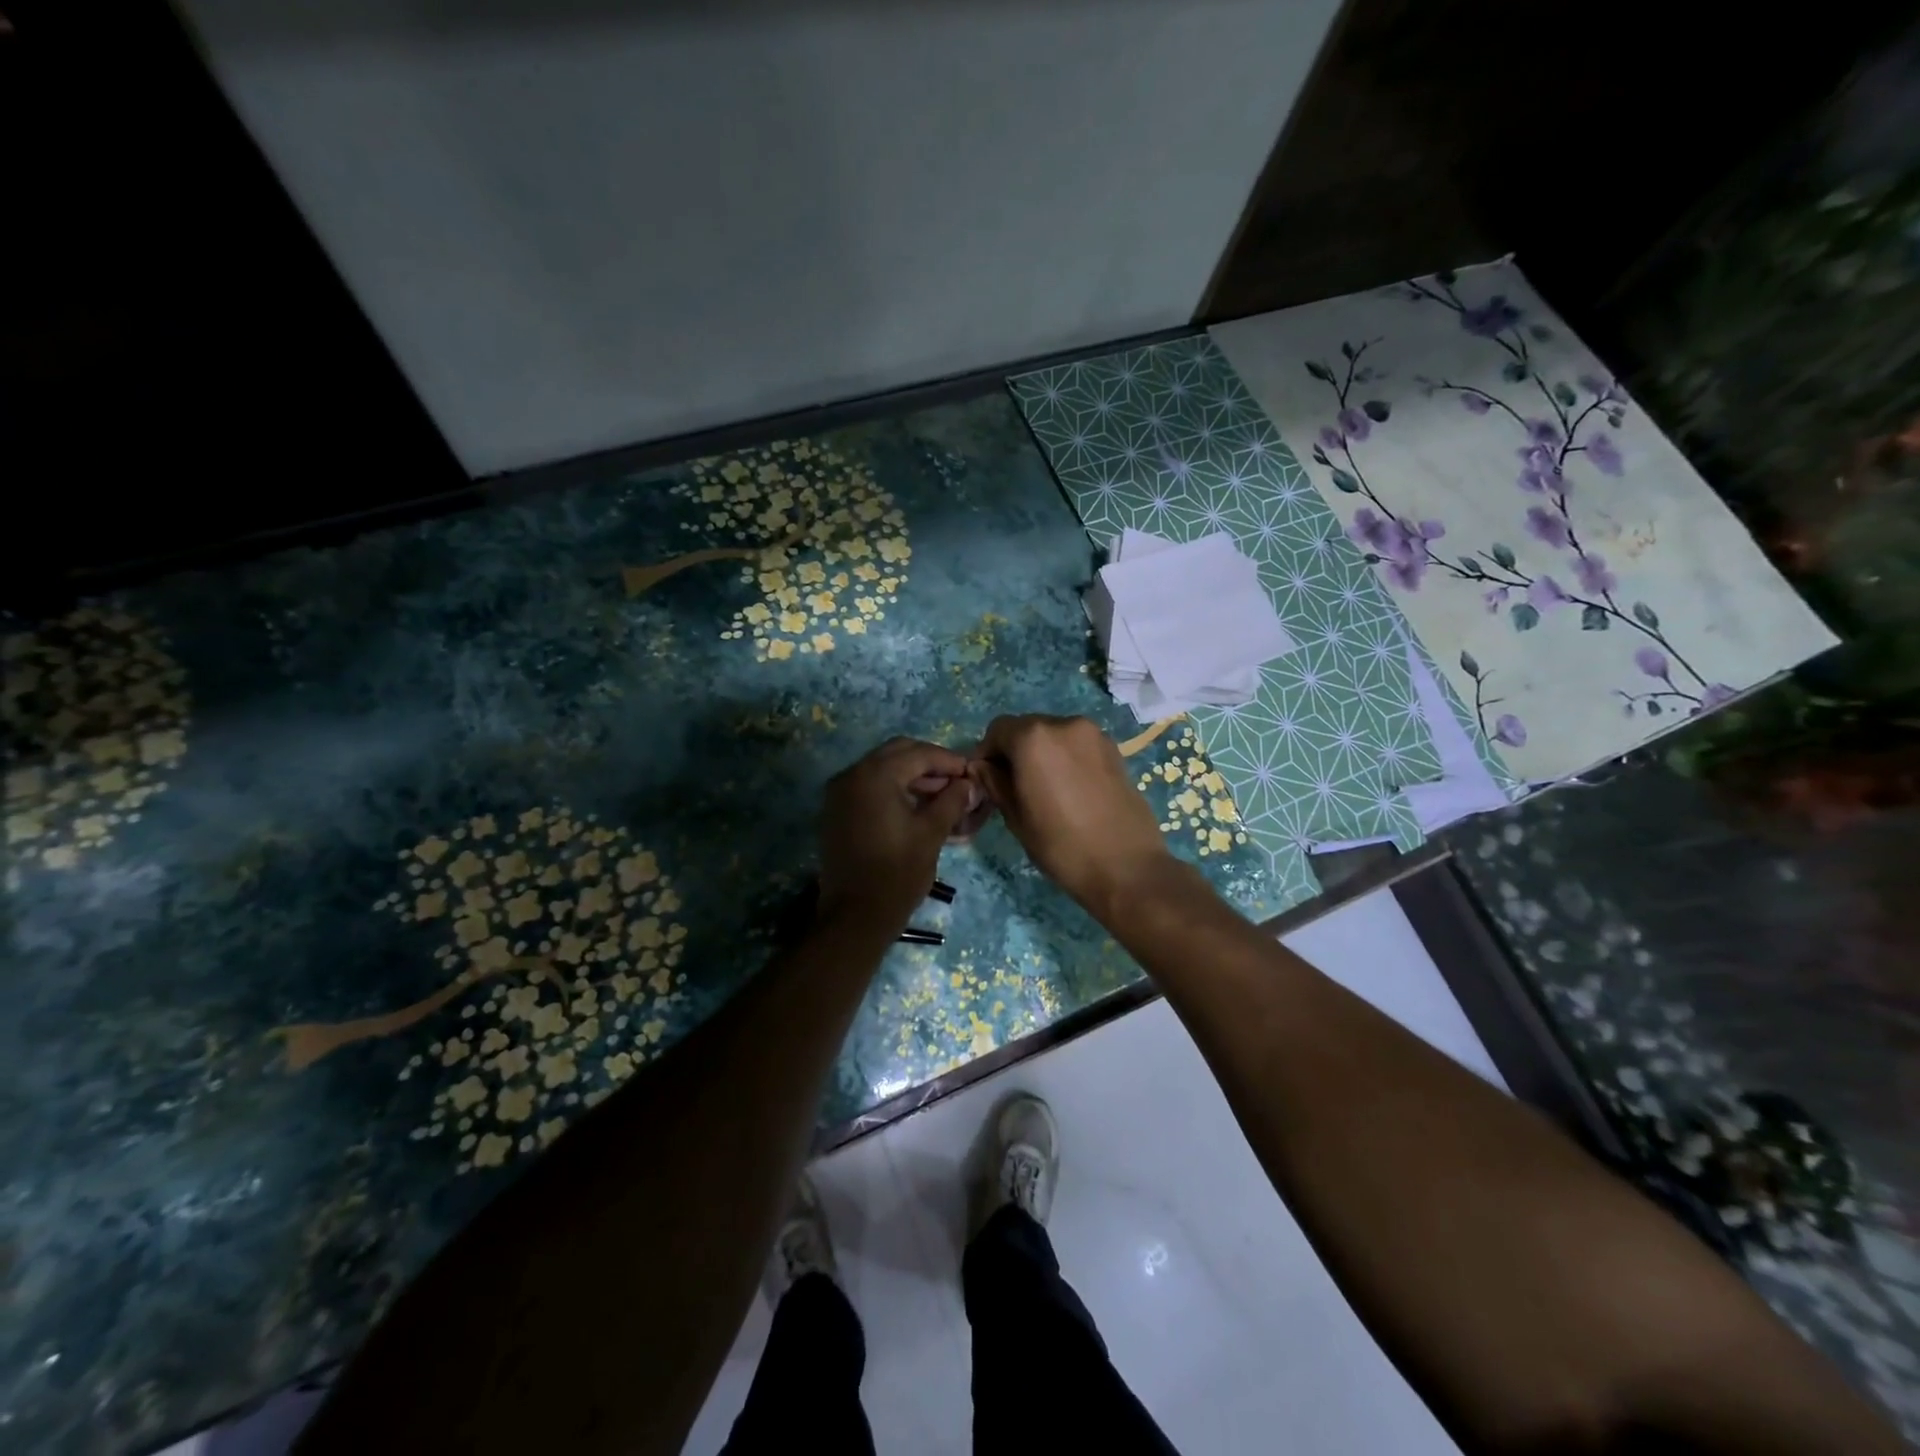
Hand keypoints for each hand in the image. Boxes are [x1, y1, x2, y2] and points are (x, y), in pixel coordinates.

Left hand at [818, 737, 976, 935]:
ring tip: (943, 797)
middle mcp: (852, 774)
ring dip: (912, 776)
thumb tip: (968, 784)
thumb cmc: (897, 873)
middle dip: (930, 764)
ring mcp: (839, 793)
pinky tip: (917, 807)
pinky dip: (893, 789)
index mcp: (875, 775)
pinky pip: (869, 787)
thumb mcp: (931, 833)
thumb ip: (952, 801)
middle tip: (957, 782)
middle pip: (898, 753)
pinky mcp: (836, 811)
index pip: (919, 753)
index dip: (949, 761)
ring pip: (882, 769)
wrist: (855, 917)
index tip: (972, 773)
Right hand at [971, 715, 1176, 922]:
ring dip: (1042, 753)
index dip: (987, 753)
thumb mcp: (1016, 817)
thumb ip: (994, 783)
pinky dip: (1066, 757)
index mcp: (1033, 737)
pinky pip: (1077, 745)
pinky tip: (1070, 789)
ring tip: (1045, 789)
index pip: (997, 730)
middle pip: (1027, 727)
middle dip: (1015, 750)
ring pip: (1054, 735)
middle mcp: (1064, 724)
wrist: (1126, 866)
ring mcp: (1093, 734)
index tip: (987, 779)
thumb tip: (983, 766)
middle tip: (1014, 786)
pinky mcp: (1114, 749)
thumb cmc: (1061, 845)